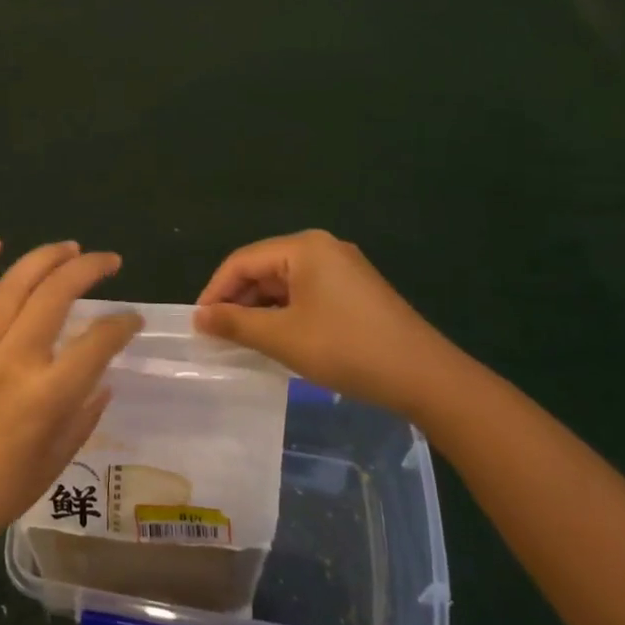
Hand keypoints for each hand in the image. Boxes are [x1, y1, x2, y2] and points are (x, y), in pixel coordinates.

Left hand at [0, 238, 141, 556]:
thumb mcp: (54, 463)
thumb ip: (83, 417)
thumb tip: (102, 381)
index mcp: (46, 394)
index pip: (97, 342)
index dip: (122, 324)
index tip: (133, 320)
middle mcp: (14, 359)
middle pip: (56, 294)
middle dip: (88, 268)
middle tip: (109, 261)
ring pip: (13, 285)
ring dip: (44, 258)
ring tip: (69, 247)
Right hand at [194, 230, 458, 416]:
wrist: (425, 377)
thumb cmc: (347, 349)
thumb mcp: (283, 337)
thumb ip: (235, 323)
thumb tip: (199, 317)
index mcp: (304, 247)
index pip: (242, 261)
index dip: (215, 291)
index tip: (198, 324)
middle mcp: (322, 248)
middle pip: (264, 268)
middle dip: (238, 300)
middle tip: (217, 335)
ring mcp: (343, 268)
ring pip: (285, 282)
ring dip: (261, 309)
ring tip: (242, 340)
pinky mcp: (355, 290)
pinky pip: (306, 293)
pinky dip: (286, 313)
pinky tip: (278, 338)